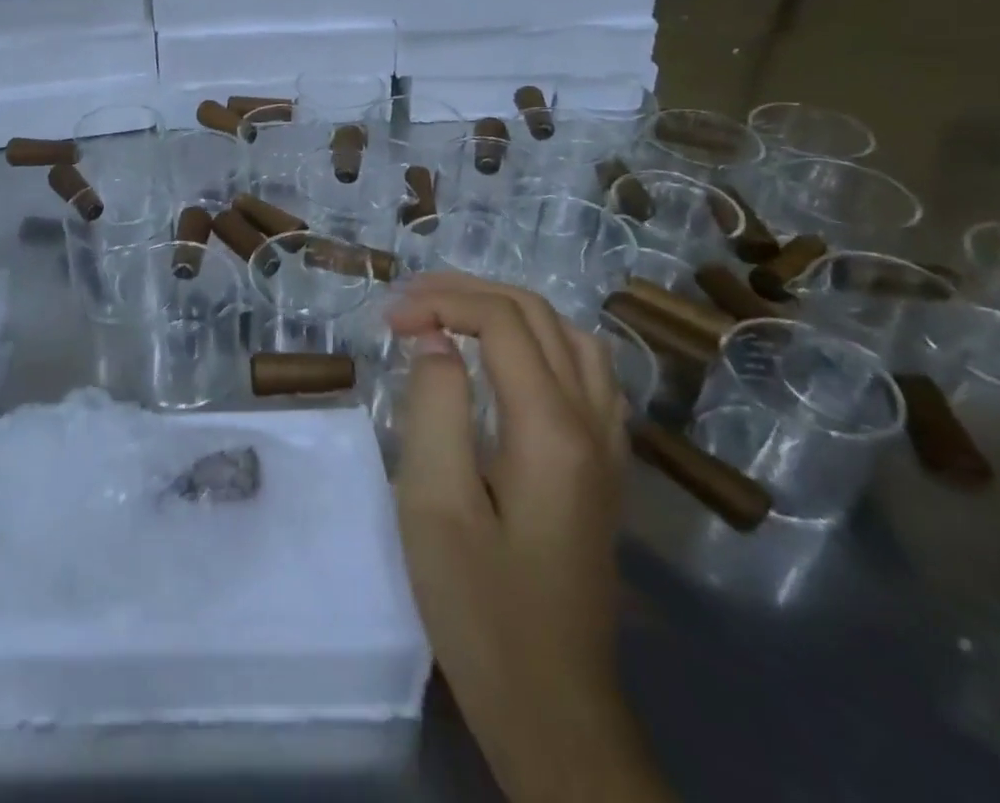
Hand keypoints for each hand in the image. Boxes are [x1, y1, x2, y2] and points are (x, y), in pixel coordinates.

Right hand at [389, 274, 661, 799]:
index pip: (502, 321)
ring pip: (570, 336)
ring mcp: (609, 446)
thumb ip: (435, 406)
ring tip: (449, 315)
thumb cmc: (480, 607)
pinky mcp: (605, 468)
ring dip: (507, 310)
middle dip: (468, 292)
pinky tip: (505, 359)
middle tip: (409, 305)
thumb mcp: (435, 503)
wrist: (552, 707)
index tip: (389, 323)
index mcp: (552, 430)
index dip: (441, 304)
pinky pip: (585, 371)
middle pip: (539, 315)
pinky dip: (538, 340)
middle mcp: (594, 424)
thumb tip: (436, 341)